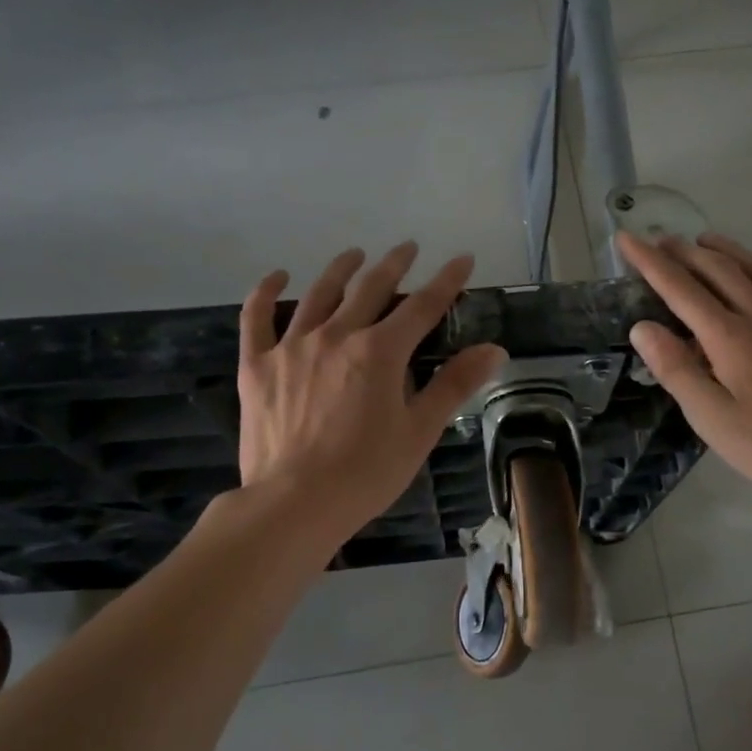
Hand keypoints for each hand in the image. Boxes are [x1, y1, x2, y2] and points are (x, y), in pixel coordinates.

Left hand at [238, 244, 505, 544]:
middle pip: (370, 289)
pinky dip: (265, 292)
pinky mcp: (256, 366)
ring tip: (354, 254)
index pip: (423, 306)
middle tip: (407, 248)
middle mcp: (336, 336)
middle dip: (393, 265)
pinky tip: (277, 277)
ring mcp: (291, 347)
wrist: (294, 503)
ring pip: (318, 294)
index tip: (462, 258)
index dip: (446, 280)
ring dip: (340, 270)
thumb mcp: (420, 431)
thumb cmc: (366, 472)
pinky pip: (257, 318)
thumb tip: (494, 349)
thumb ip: (455, 385)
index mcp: (380, 352)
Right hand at [618, 231, 751, 499]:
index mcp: (729, 338)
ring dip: (724, 250)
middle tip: (659, 238)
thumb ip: (677, 370)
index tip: (626, 238)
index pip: (680, 289)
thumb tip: (642, 327)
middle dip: (683, 252)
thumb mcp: (713, 419)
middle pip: (717, 270)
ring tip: (703, 240)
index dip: (650, 262)